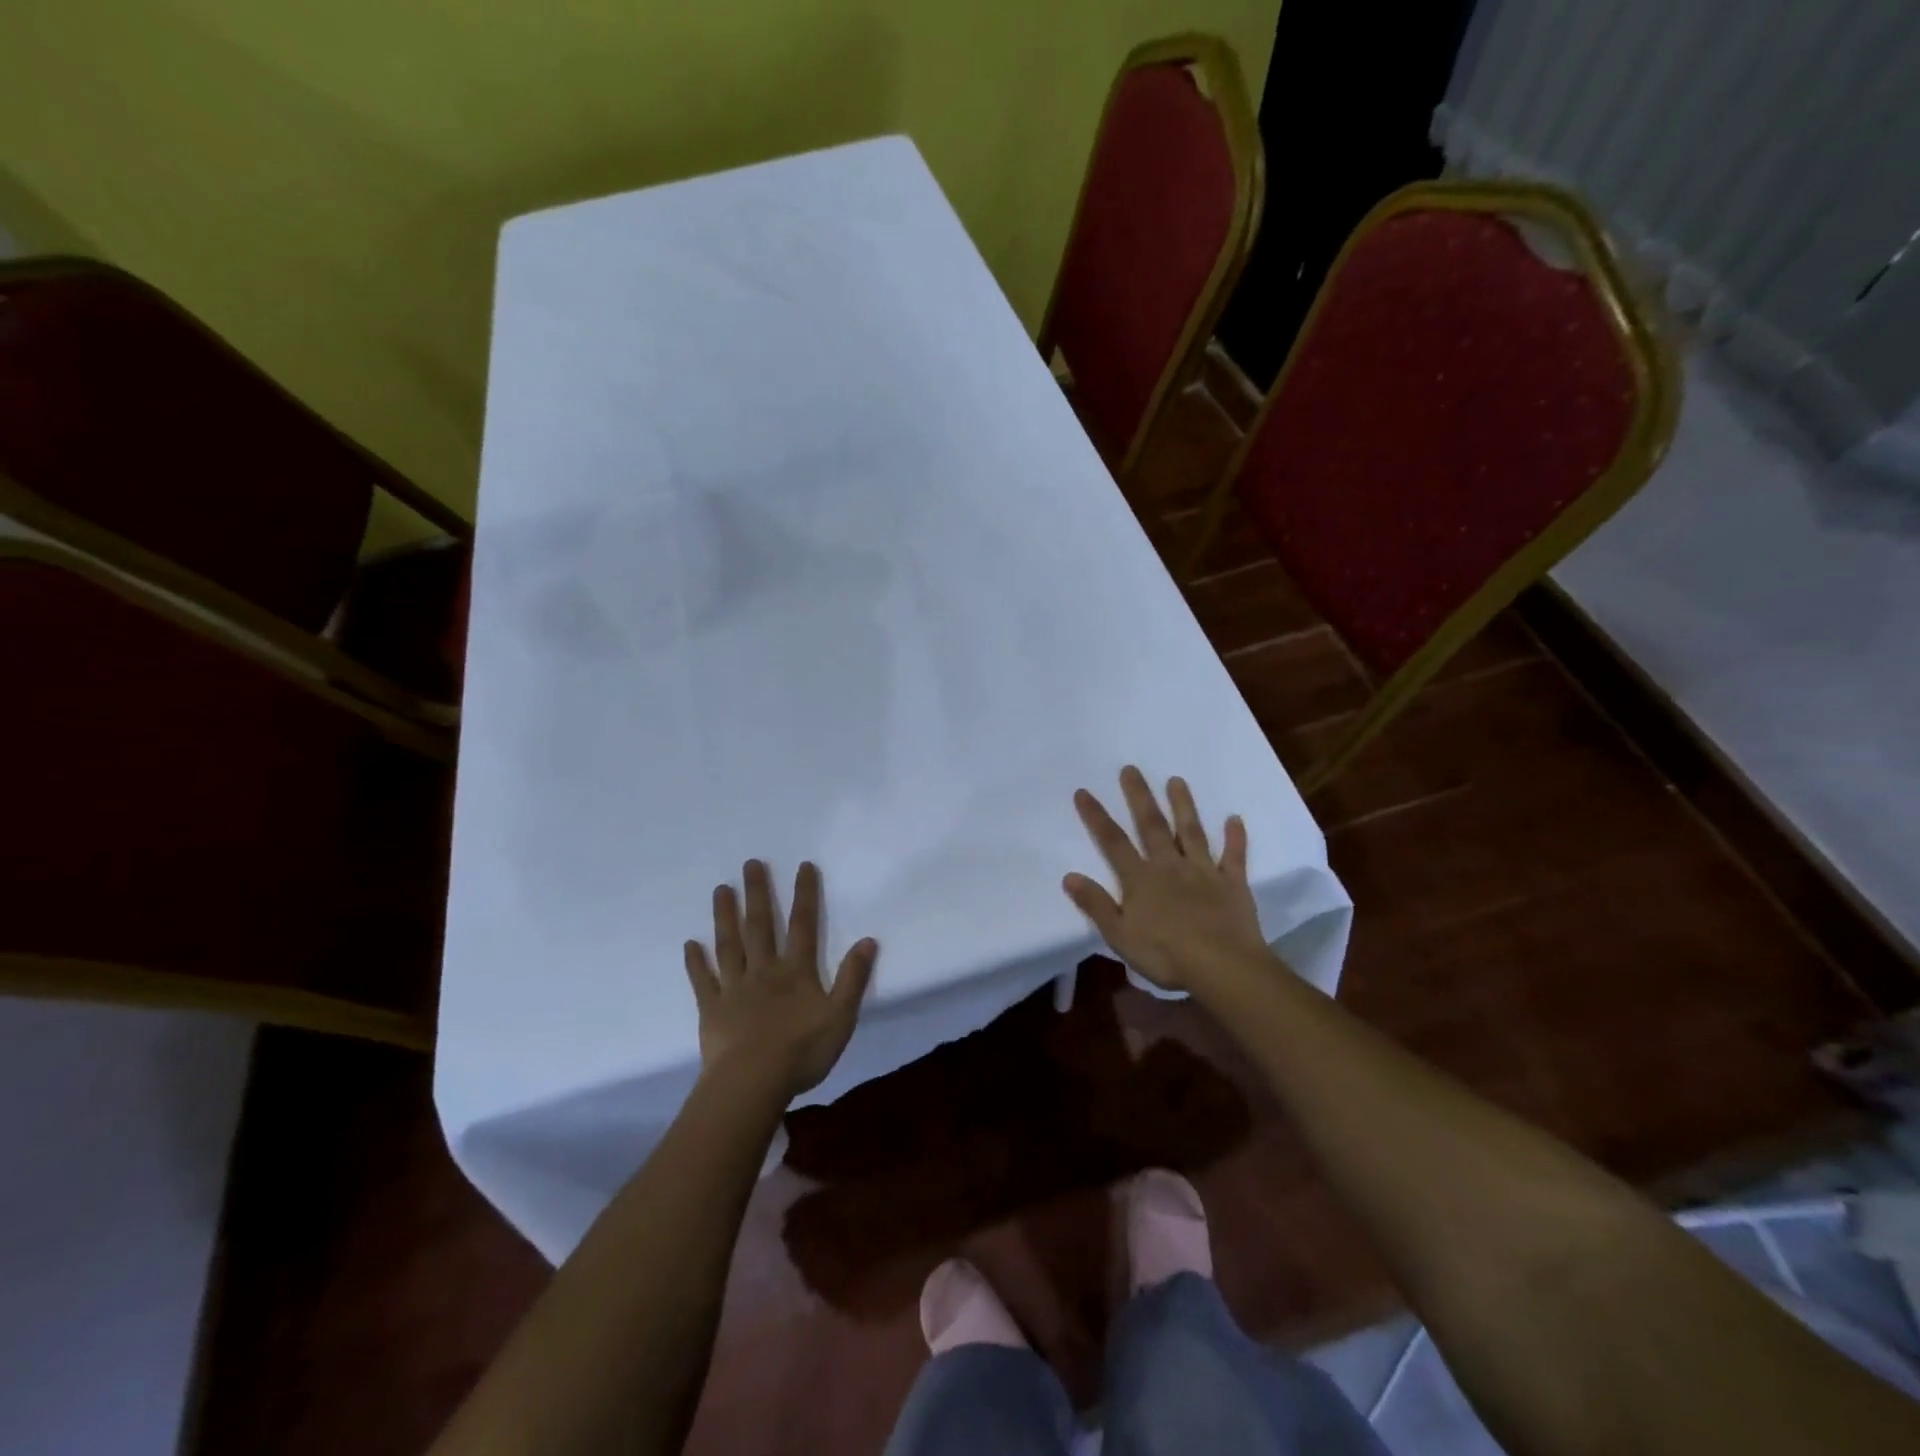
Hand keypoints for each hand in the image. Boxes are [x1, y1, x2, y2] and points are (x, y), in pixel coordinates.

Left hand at [684, 860, 876, 1099]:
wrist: (752, 1082)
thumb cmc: (801, 1051)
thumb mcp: (840, 1017)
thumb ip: (853, 978)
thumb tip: (868, 940)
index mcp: (796, 972)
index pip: (803, 925)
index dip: (805, 895)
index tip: (803, 866)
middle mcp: (764, 970)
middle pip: (760, 926)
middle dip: (757, 893)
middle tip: (750, 863)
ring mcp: (734, 987)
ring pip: (729, 944)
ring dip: (725, 916)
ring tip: (721, 889)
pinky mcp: (711, 1008)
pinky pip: (702, 980)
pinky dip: (696, 962)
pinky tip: (690, 944)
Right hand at [1063, 766, 1274, 996]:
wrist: (1222, 966)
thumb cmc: (1166, 954)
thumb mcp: (1120, 935)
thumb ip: (1096, 904)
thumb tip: (1069, 876)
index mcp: (1140, 879)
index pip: (1113, 842)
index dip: (1096, 817)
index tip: (1084, 791)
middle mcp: (1170, 866)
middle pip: (1152, 825)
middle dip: (1139, 796)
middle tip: (1131, 769)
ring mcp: (1203, 871)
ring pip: (1191, 831)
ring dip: (1183, 805)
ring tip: (1176, 780)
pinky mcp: (1232, 883)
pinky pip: (1234, 856)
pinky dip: (1235, 837)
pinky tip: (1235, 819)